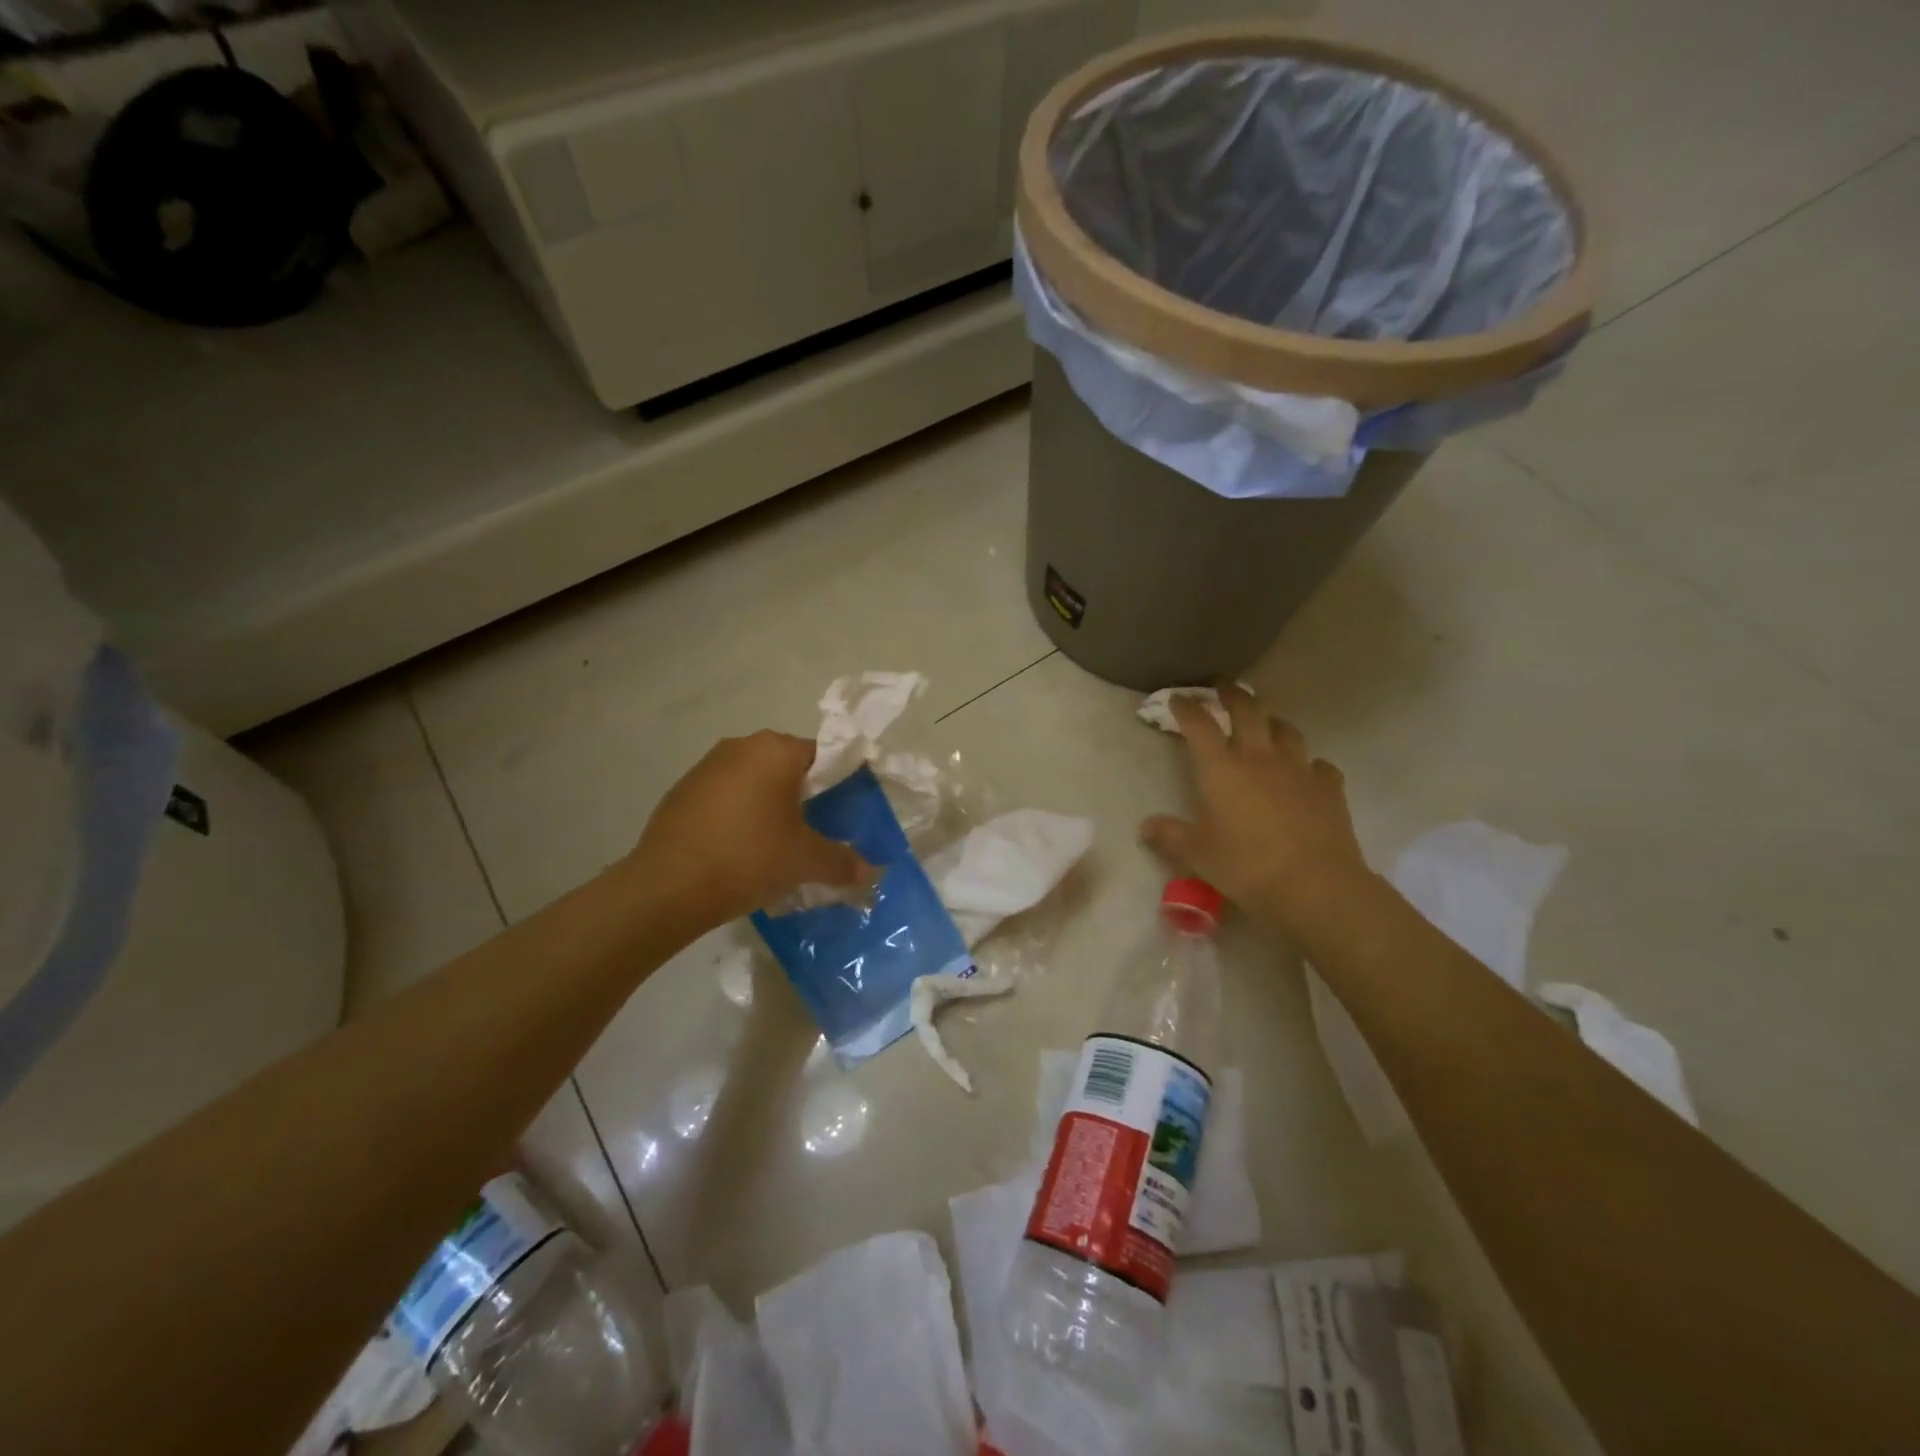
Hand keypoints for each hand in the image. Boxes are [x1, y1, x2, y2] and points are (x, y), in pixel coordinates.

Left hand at [627, 731, 870, 933]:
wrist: (668, 887)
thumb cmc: (749, 858)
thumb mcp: (805, 861)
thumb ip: (841, 862)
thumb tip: (868, 873)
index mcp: (776, 750)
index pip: (822, 755)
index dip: (837, 782)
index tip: (843, 811)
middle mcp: (740, 746)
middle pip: (786, 765)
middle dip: (802, 794)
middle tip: (813, 830)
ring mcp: (705, 766)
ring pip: (752, 779)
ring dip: (767, 803)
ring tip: (775, 843)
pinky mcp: (681, 791)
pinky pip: (724, 796)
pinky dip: (737, 814)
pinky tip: (738, 849)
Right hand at [1141, 688, 1372, 933]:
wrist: (1315, 885)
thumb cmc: (1246, 866)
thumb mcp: (1198, 854)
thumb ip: (1171, 835)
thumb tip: (1146, 826)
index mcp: (1221, 769)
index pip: (1199, 726)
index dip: (1187, 708)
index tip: (1178, 699)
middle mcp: (1259, 758)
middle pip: (1248, 711)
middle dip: (1233, 695)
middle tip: (1225, 689)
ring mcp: (1299, 769)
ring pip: (1286, 731)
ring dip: (1272, 723)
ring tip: (1266, 725)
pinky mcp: (1329, 788)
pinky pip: (1319, 765)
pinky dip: (1309, 764)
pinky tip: (1307, 773)